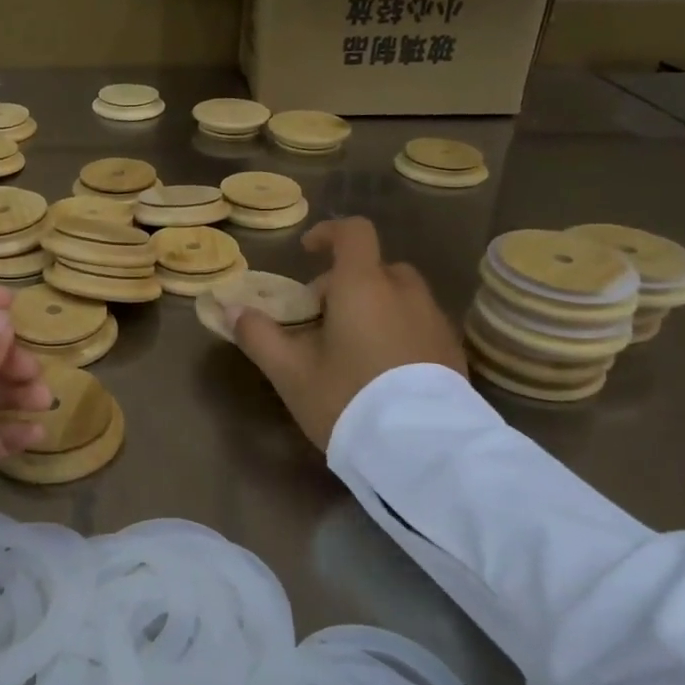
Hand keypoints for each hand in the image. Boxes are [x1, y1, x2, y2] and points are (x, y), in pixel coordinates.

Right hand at [225, 216, 464, 451]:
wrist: (423, 451)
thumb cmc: (348, 398)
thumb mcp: (291, 372)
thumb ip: (259, 335)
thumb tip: (232, 310)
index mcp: (363, 285)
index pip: (353, 232)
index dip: (328, 234)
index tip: (308, 253)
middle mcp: (405, 292)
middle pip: (374, 268)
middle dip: (345, 285)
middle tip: (321, 322)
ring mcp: (434, 320)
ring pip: (400, 296)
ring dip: (374, 307)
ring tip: (353, 350)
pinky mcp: (452, 351)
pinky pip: (419, 324)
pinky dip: (398, 331)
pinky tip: (384, 372)